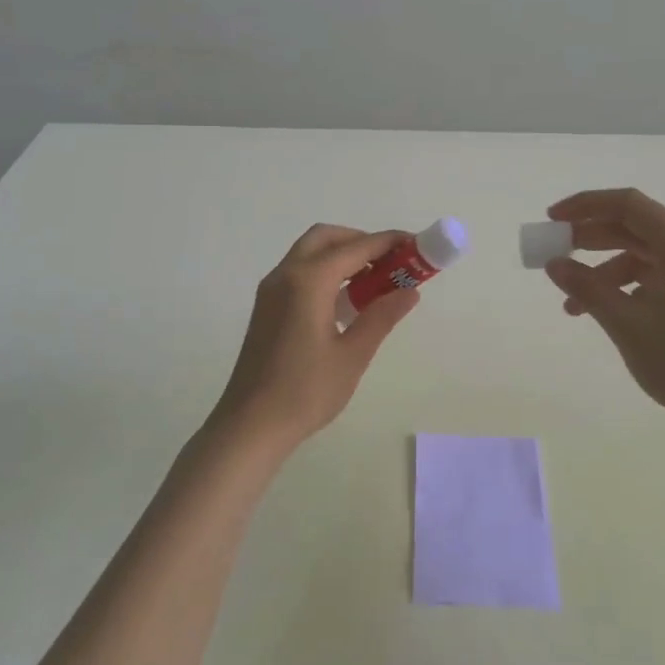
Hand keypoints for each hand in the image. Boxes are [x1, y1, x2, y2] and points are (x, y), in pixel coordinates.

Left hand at [210, 225, 421, 447]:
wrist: (250, 425)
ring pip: (310, 253)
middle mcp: (285, 275)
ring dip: (342, 255)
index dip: (387, 242)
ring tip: (375, 282)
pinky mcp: (266, 307)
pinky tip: (345, 301)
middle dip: (360, 241)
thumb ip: (381, 316)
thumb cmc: (305, 392)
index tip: (415, 244)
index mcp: (308, 281)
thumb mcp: (352, 355)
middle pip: (326, 238)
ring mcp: (271, 290)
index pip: (355, 247)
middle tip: (390, 263)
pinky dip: (325, 271)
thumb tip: (409, 292)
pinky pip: (299, 272)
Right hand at [543, 188, 664, 427]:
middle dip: (590, 238)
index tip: (552, 220)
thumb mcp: (626, 323)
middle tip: (555, 254)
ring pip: (643, 256)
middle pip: (635, 228)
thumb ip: (587, 287)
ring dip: (604, 271)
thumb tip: (553, 263)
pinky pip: (656, 278)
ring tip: (572, 303)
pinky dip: (626, 288)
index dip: (585, 205)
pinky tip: (605, 313)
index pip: (628, 205)